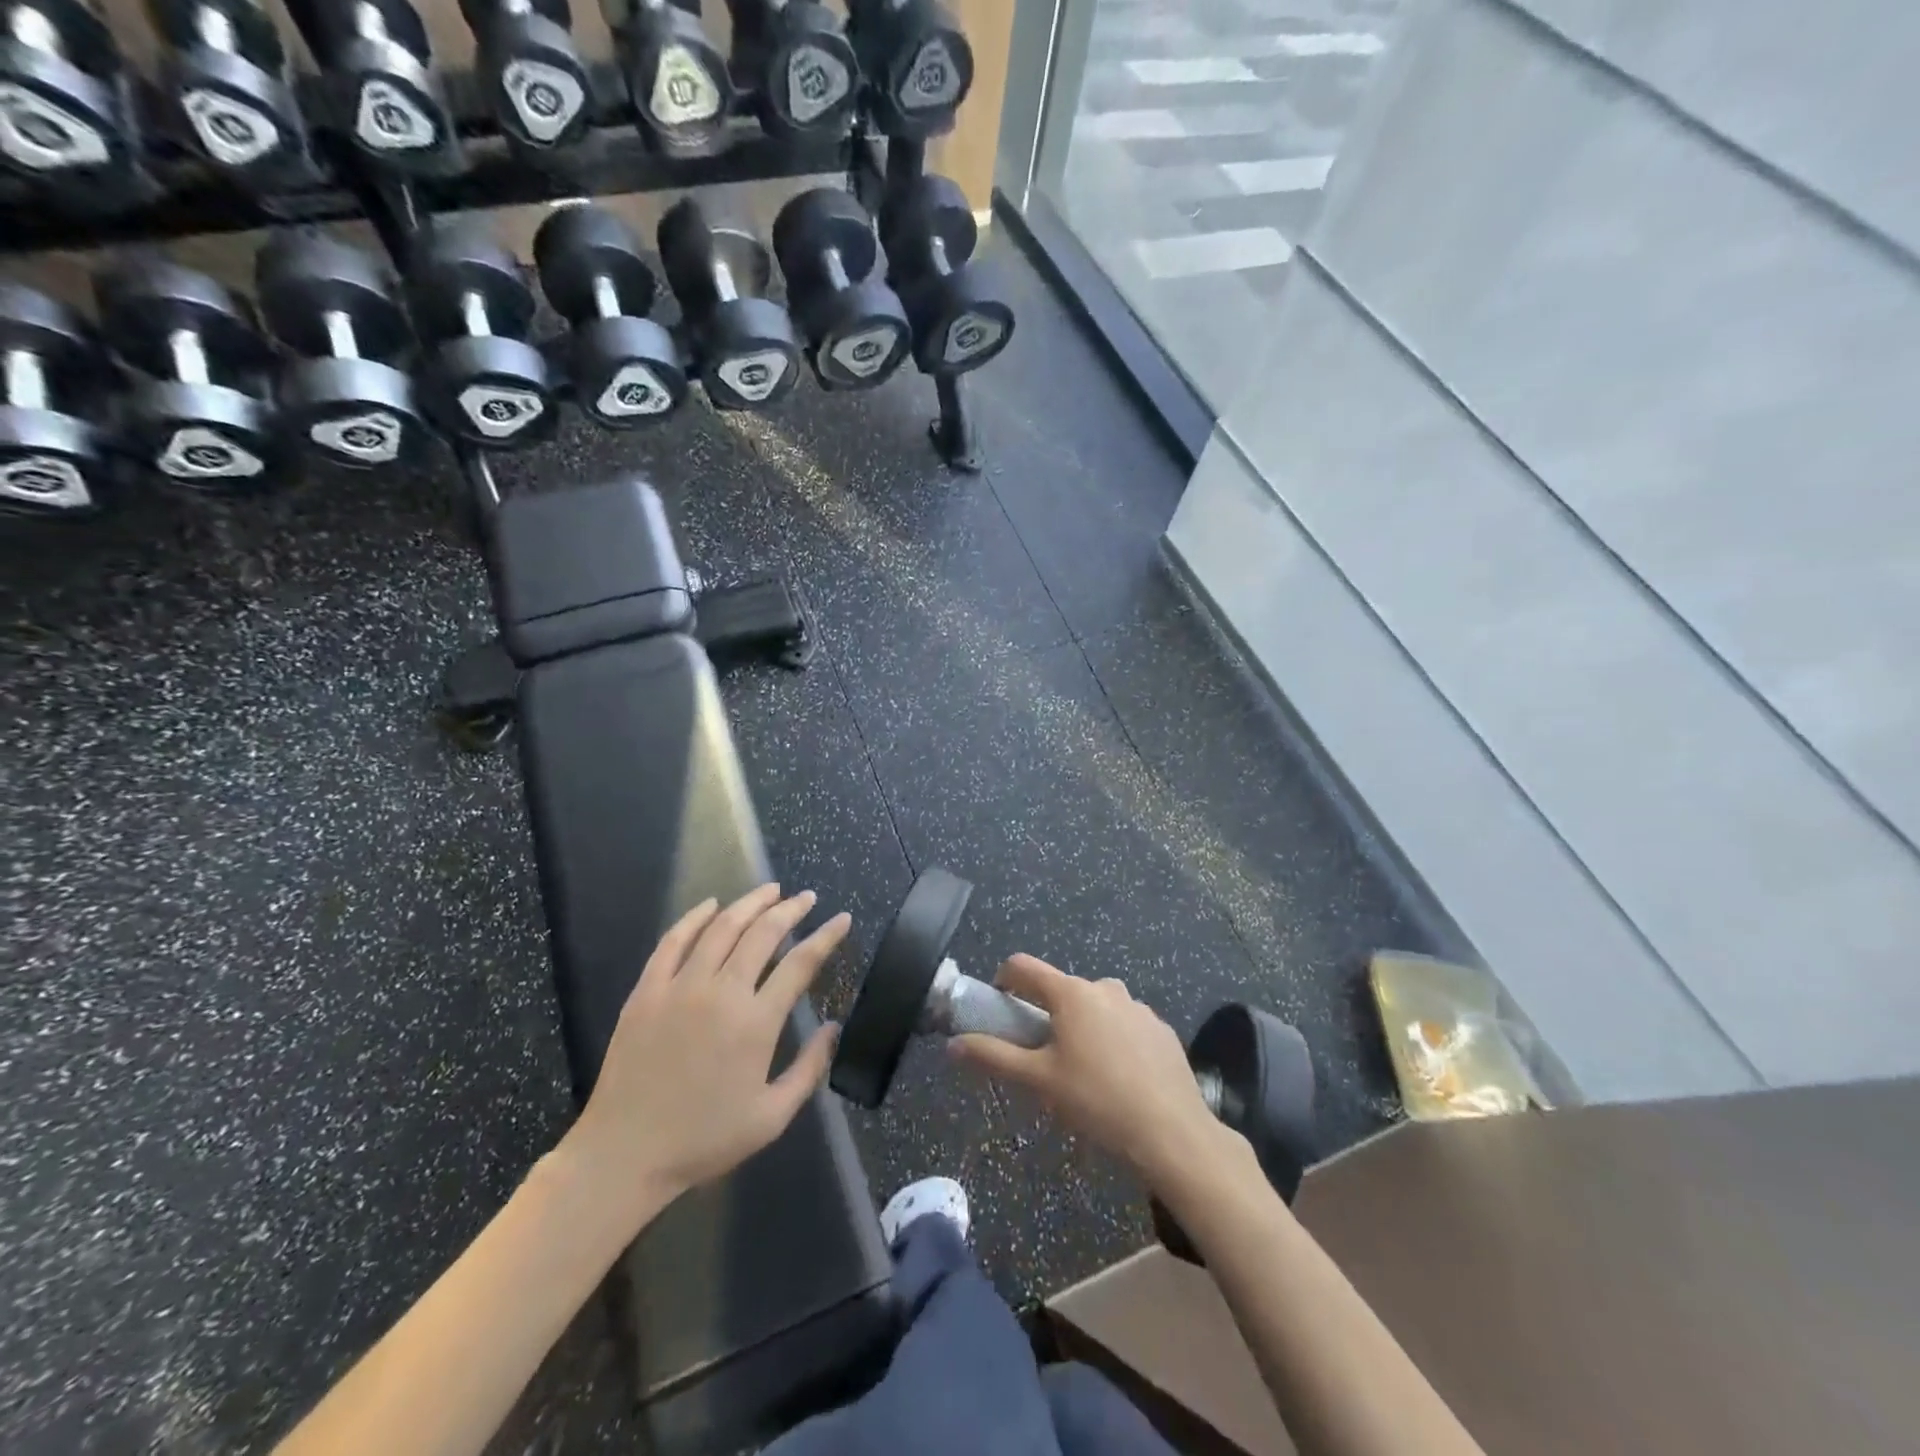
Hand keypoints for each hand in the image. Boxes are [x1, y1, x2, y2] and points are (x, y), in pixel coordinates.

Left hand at [563, 885, 848, 1225]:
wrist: (624, 1154)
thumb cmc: (704, 1139)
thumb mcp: (771, 1117)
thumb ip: (809, 1069)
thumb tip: (834, 1028)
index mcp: (756, 1022)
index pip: (800, 963)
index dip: (826, 937)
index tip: (842, 919)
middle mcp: (721, 993)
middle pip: (762, 934)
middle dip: (790, 910)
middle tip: (806, 898)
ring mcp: (680, 987)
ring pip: (721, 928)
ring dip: (749, 903)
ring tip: (770, 891)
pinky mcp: (647, 991)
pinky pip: (673, 941)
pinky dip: (694, 918)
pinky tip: (710, 905)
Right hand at [950, 956, 1240, 1193]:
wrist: (1172, 1132)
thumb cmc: (1097, 1101)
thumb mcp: (1039, 1081)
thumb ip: (993, 1056)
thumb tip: (953, 1045)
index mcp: (1071, 993)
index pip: (1023, 966)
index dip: (1003, 980)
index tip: (999, 1007)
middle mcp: (1105, 988)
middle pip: (1061, 989)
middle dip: (1046, 1014)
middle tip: (1041, 1055)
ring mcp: (1138, 1006)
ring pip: (1095, 1007)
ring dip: (1081, 1026)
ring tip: (1082, 1073)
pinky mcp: (1161, 1028)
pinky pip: (1124, 1024)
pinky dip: (1112, 1040)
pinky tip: (1118, 1079)